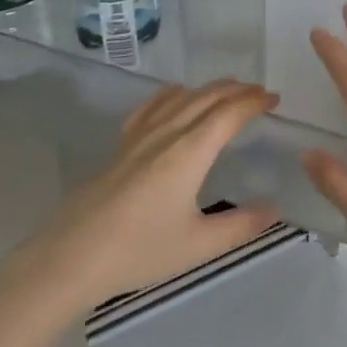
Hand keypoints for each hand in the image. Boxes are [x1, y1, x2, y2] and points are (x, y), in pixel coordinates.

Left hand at [0, 81, 279, 346]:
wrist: (71, 258)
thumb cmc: (139, 251)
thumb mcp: (198, 245)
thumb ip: (241, 225)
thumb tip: (275, 209)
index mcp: (189, 152)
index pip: (228, 114)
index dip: (253, 102)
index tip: (274, 99)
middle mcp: (166, 135)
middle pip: (205, 99)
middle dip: (236, 91)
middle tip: (259, 92)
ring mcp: (138, 138)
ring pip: (179, 99)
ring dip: (208, 89)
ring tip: (227, 88)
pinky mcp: (119, 148)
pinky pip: (150, 108)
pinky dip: (169, 94)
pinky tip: (173, 94)